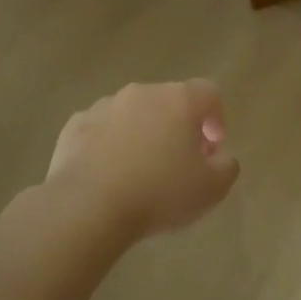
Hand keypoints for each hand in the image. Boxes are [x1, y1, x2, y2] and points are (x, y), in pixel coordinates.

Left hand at [48, 80, 239, 239]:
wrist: (88, 206)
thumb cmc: (159, 193)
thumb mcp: (212, 189)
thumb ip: (226, 166)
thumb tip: (220, 157)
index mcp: (178, 100)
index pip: (208, 93)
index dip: (216, 118)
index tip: (212, 148)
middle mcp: (141, 93)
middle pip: (168, 101)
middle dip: (178, 127)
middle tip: (180, 162)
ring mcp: (103, 107)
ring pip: (132, 114)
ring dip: (142, 134)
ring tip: (141, 171)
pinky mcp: (74, 126)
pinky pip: (101, 130)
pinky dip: (109, 145)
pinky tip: (108, 175)